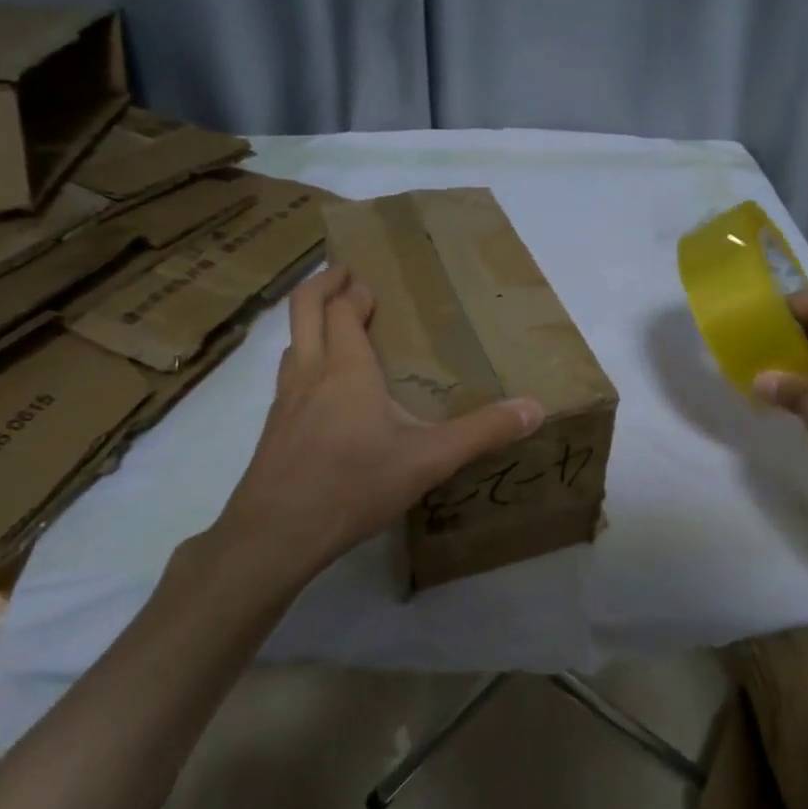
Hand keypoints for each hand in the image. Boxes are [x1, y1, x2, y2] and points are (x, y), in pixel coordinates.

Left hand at [190, 265, 542, 588]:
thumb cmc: (353, 485)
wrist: (275, 534)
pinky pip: (287, 376)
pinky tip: (323, 393)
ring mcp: (284, 401)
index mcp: (346, 369)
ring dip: (310, 323)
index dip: (352, 290)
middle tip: (344, 274)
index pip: (341, 309)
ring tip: (335, 328)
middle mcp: (310, 372)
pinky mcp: (273, 429)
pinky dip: (304, 360)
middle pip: (304, 309)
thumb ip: (482, 432)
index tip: (366, 281)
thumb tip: (534, 408)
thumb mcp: (429, 460)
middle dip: (322, 284)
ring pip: (291, 343)